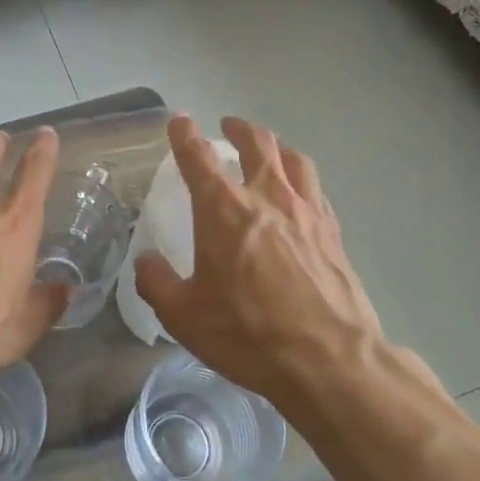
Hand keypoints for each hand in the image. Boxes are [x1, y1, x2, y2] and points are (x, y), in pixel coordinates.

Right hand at [134, 116, 442, 407]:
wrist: (329, 360)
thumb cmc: (248, 333)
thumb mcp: (184, 316)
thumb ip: (157, 282)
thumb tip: (146, 262)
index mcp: (224, 209)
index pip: (198, 157)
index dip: (185, 134)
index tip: (179, 121)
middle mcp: (267, 197)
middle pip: (257, 143)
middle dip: (239, 129)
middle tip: (229, 126)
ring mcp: (306, 211)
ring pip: (293, 159)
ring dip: (276, 146)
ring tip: (270, 149)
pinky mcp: (333, 232)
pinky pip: (316, 189)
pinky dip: (301, 178)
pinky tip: (300, 193)